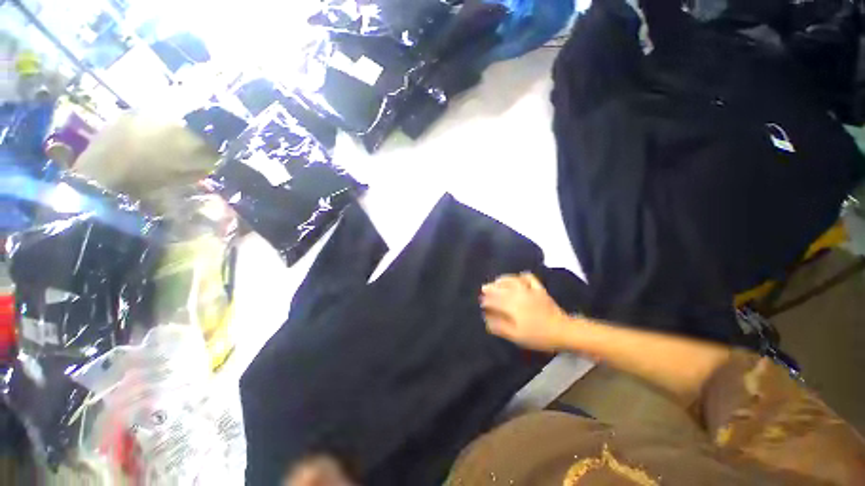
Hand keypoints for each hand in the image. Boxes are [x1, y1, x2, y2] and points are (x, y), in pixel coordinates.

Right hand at [480, 272, 570, 351]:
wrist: (562, 331)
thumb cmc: (538, 335)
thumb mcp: (516, 335)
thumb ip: (499, 326)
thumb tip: (486, 318)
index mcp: (511, 305)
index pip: (494, 300)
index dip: (486, 300)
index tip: (481, 302)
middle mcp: (517, 294)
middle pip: (500, 288)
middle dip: (491, 288)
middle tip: (484, 288)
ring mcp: (529, 290)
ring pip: (512, 280)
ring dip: (502, 279)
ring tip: (496, 280)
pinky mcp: (539, 290)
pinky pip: (529, 278)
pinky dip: (522, 276)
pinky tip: (519, 276)